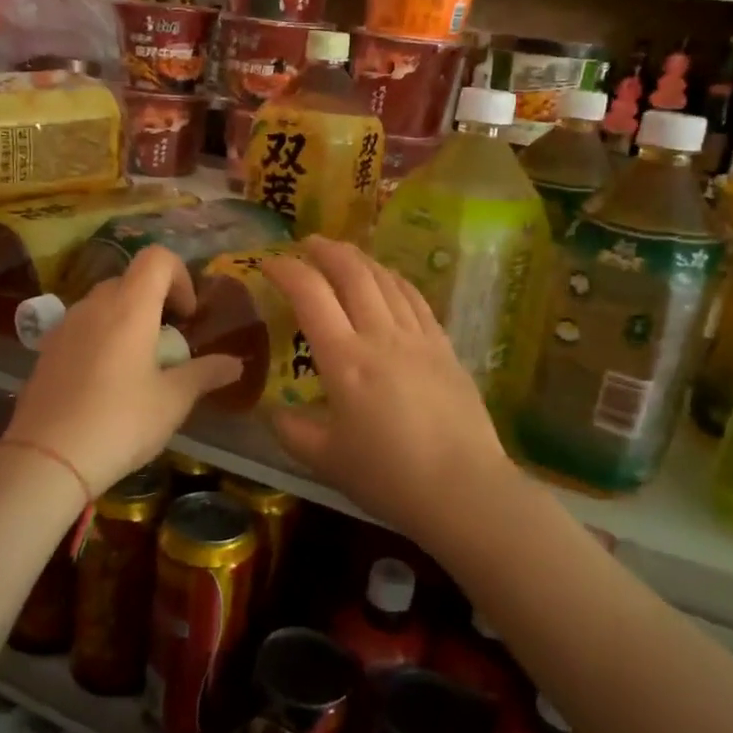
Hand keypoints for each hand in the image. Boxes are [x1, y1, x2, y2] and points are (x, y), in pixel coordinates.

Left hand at [6, 246, 239, 495]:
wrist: (46, 459)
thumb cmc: (120, 422)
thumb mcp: (173, 401)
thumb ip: (205, 374)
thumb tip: (235, 364)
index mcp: (129, 307)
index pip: (157, 258)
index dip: (180, 277)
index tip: (187, 316)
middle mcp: (94, 306)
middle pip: (130, 280)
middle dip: (155, 302)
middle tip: (168, 343)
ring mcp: (64, 327)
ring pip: (103, 304)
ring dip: (127, 320)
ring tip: (138, 365)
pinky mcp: (46, 351)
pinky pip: (82, 328)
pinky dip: (102, 338)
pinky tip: (106, 383)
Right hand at [262, 237, 518, 536]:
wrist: (464, 490)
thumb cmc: (389, 476)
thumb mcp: (326, 460)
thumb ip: (292, 431)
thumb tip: (273, 413)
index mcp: (345, 360)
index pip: (310, 295)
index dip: (286, 271)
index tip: (269, 263)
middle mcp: (381, 336)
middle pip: (353, 274)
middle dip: (326, 251)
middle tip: (308, 243)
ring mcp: (419, 338)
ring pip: (387, 280)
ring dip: (361, 260)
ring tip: (345, 254)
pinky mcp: (445, 348)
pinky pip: (417, 300)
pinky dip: (396, 280)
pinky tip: (390, 280)